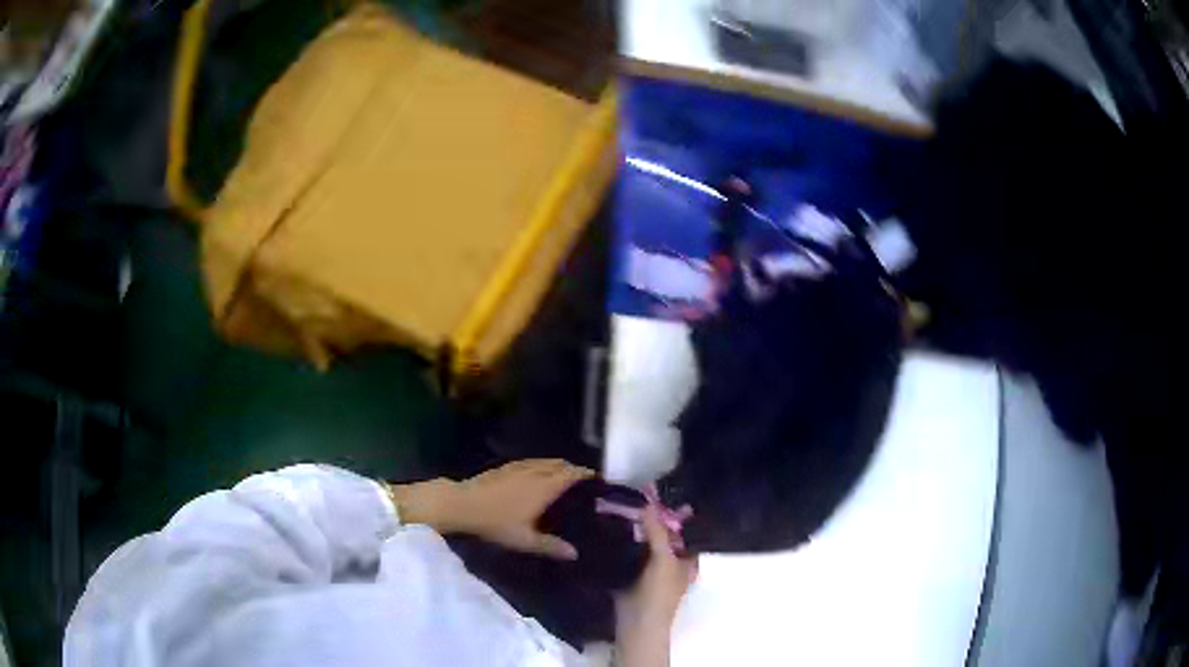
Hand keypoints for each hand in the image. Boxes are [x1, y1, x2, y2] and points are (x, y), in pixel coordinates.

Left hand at [390, 459, 591, 559]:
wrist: (461, 504)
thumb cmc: (495, 522)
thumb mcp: (524, 540)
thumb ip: (551, 547)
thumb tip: (575, 554)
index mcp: (545, 486)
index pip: (572, 474)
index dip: (586, 475)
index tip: (598, 480)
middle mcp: (535, 472)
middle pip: (560, 464)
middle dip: (574, 469)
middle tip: (584, 483)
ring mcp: (518, 467)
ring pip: (545, 461)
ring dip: (557, 466)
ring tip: (564, 478)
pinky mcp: (504, 467)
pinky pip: (531, 462)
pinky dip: (541, 466)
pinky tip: (536, 477)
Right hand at [615, 505, 697, 666]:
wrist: (635, 625)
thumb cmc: (659, 594)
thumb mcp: (664, 560)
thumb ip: (658, 533)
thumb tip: (649, 504)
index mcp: (687, 559)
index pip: (685, 529)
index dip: (675, 511)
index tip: (660, 489)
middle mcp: (671, 562)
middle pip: (663, 534)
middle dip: (651, 517)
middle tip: (635, 492)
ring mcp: (651, 568)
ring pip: (645, 542)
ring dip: (635, 527)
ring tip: (620, 501)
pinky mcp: (631, 572)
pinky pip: (629, 550)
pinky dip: (622, 539)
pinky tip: (610, 524)